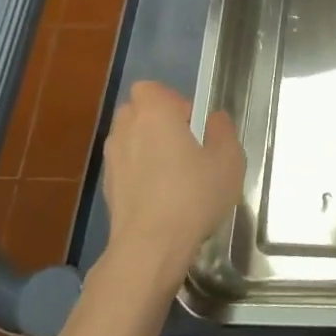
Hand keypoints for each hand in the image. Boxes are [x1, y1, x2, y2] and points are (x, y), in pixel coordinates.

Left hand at [101, 81, 244, 285]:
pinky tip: (160, 195)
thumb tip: (214, 119)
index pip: (150, 88)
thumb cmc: (193, 195)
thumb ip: (223, 132)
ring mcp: (112, 161)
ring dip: (145, 146)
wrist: (150, 247)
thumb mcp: (227, 160)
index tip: (192, 122)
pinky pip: (124, 167)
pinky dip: (138, 172)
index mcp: (154, 114)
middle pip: (135, 111)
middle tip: (183, 143)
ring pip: (127, 139)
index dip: (171, 99)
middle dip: (155, 120)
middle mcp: (126, 130)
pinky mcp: (107, 189)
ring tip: (171, 171)